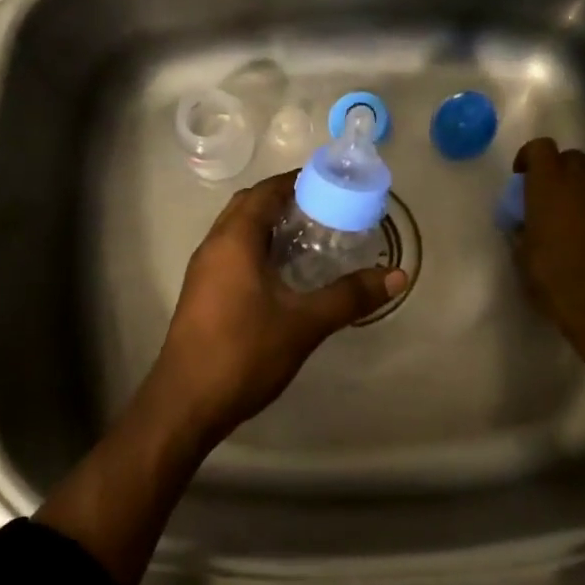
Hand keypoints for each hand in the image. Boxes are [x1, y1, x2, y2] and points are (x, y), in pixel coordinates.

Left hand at [138, 170, 407, 448]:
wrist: (186, 403)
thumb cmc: (244, 353)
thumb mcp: (305, 324)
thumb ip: (350, 296)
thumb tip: (397, 276)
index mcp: (235, 240)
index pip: (266, 192)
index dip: (297, 182)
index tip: (333, 185)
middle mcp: (214, 246)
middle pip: (249, 206)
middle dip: (285, 201)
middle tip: (326, 211)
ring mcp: (203, 271)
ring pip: (238, 232)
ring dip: (270, 226)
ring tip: (311, 239)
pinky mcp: (201, 294)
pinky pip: (232, 254)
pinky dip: (258, 250)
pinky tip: (284, 275)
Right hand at [512, 138, 584, 433]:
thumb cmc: (551, 277)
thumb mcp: (521, 253)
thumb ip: (522, 228)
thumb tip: (524, 222)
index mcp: (550, 185)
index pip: (541, 147)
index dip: (528, 157)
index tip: (521, 177)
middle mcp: (582, 183)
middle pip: (571, 158)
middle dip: (556, 169)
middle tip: (542, 195)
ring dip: (577, 189)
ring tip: (564, 217)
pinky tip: (583, 235)